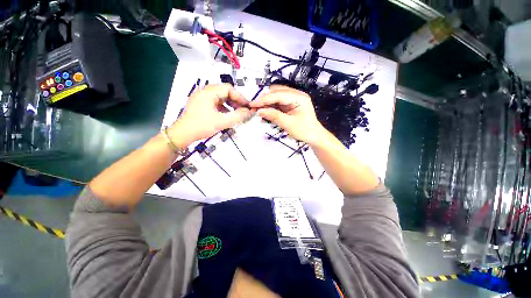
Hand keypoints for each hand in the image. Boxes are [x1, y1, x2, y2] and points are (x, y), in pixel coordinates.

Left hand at [169, 84, 250, 145]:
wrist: (183, 134)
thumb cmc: (202, 126)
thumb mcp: (222, 121)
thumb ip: (238, 116)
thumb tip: (249, 112)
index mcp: (208, 92)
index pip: (228, 89)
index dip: (240, 97)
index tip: (247, 106)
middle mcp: (205, 91)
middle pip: (225, 92)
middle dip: (236, 101)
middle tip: (243, 110)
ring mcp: (202, 97)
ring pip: (221, 97)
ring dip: (230, 104)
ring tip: (237, 113)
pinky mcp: (201, 104)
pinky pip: (216, 103)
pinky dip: (224, 108)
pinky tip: (228, 115)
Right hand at [250, 85, 324, 144]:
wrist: (314, 136)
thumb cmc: (304, 131)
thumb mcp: (288, 124)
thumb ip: (274, 116)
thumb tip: (259, 111)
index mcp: (299, 97)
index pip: (278, 95)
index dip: (264, 99)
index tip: (252, 104)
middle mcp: (296, 94)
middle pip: (276, 92)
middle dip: (264, 100)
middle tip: (254, 109)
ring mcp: (294, 98)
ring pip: (276, 96)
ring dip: (267, 103)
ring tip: (259, 111)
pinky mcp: (291, 103)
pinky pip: (278, 102)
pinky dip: (271, 106)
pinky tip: (266, 112)